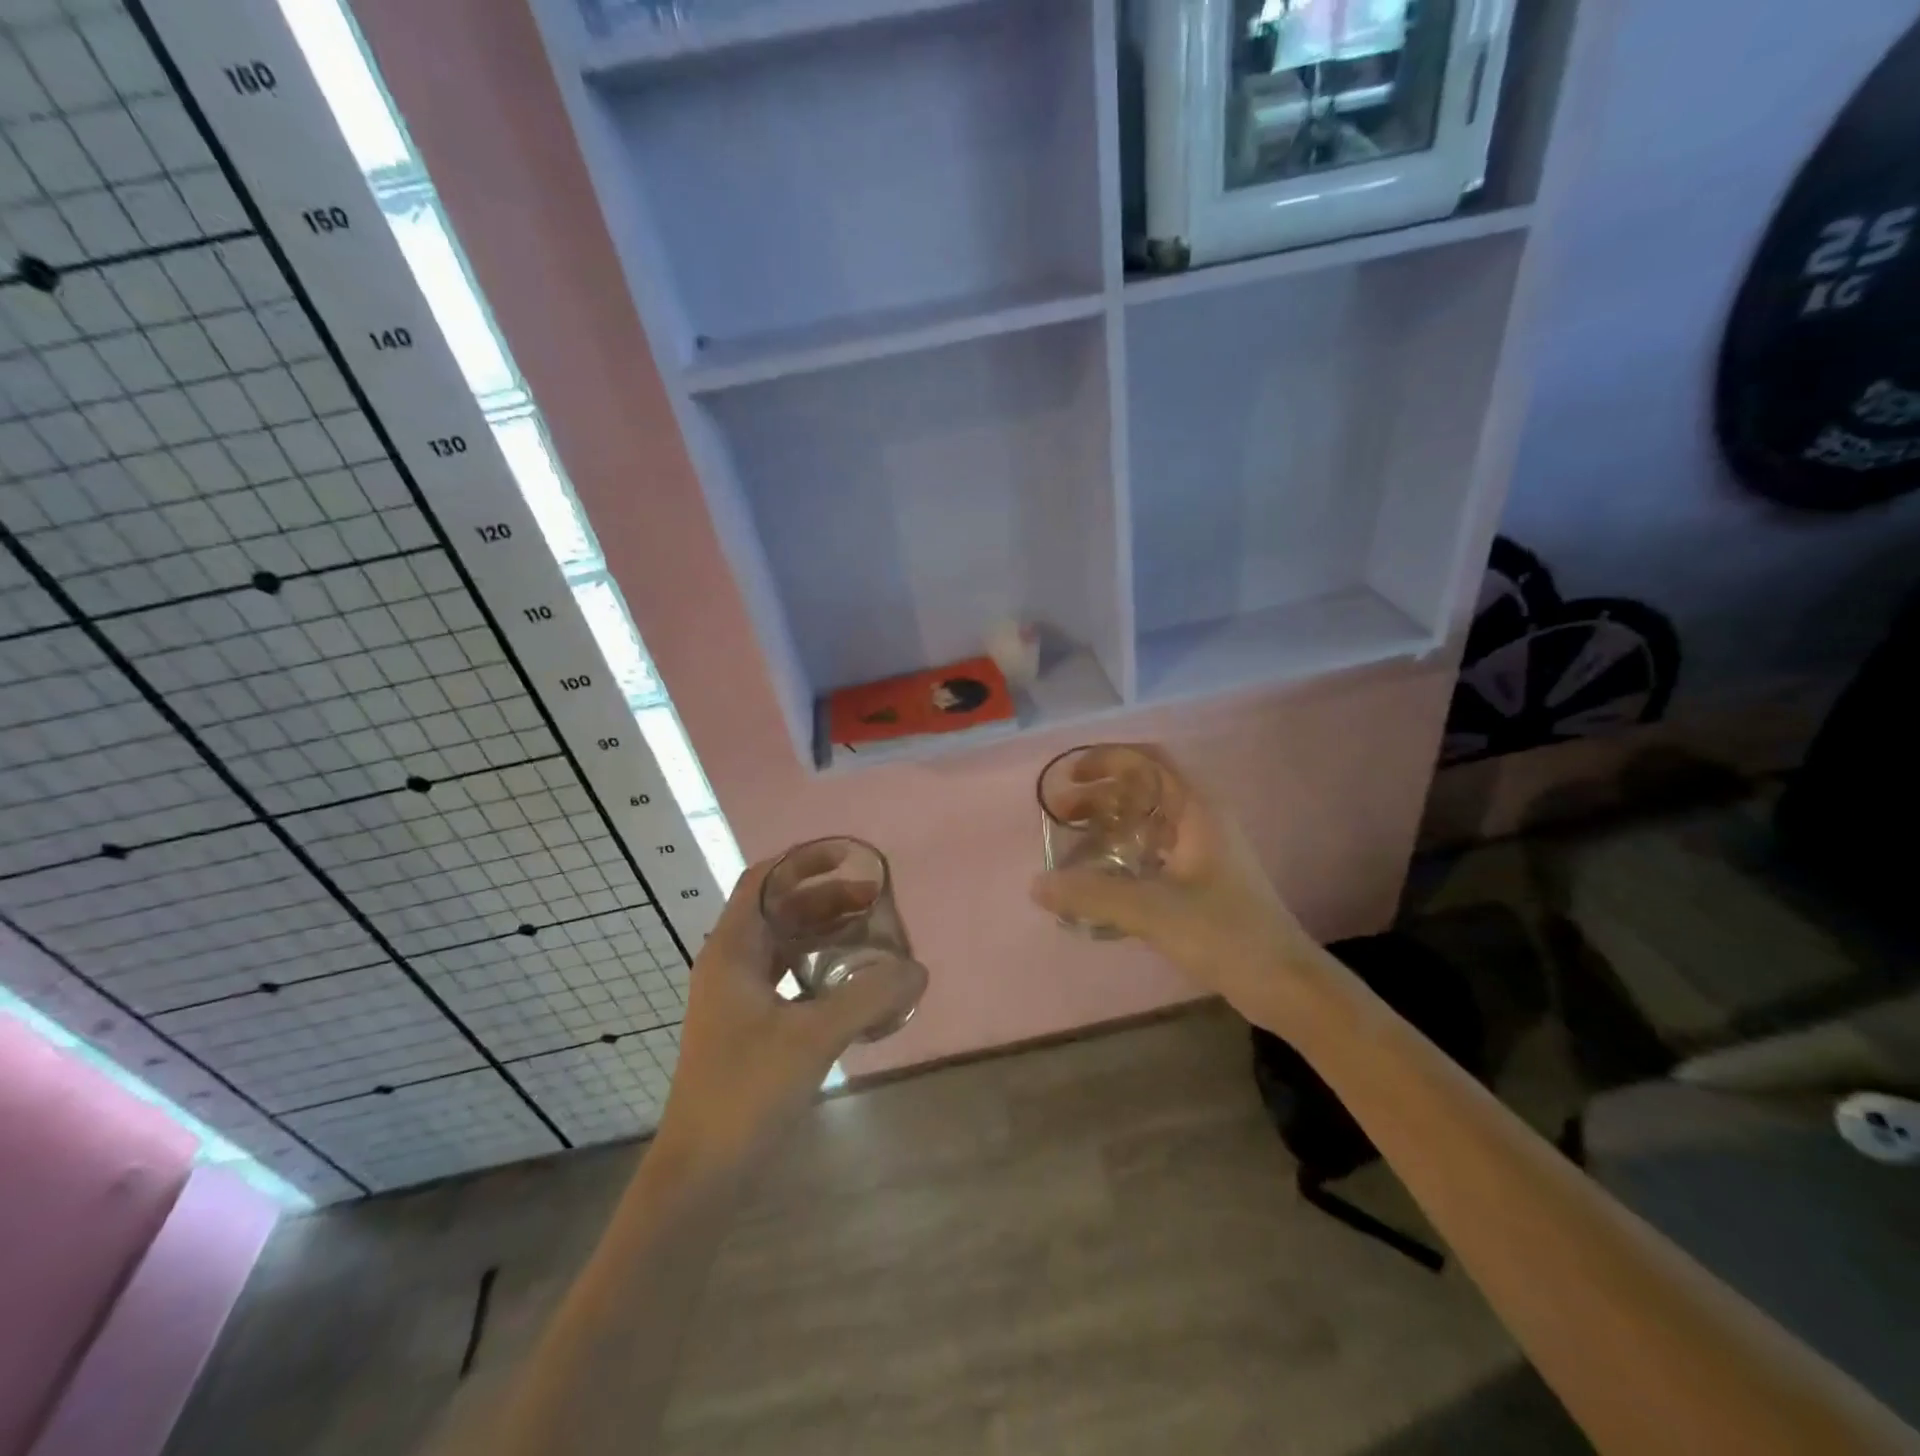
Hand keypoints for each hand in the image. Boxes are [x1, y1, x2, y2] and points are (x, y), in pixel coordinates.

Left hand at [655, 854, 918, 1171]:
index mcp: (732, 950)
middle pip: (779, 909)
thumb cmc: (746, 1091)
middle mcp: (729, 963)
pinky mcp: (747, 1024)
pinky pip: (787, 975)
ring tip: (870, 932)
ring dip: (823, 930)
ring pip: (784, 943)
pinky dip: (818, 965)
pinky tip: (851, 980)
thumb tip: (919, 970)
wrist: (700, 1173)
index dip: (804, 861)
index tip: (849, 857)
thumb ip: (869, 997)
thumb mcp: (814, 1037)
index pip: (764, 880)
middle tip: (875, 900)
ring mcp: (736, 995)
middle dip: (825, 897)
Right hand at [1029, 743, 1319, 1027]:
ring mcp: (1205, 850)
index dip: (1107, 758)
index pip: (1149, 760)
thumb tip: (1036, 885)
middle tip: (1062, 813)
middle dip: (1101, 793)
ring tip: (1074, 842)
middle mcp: (1202, 820)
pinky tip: (1102, 876)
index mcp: (1197, 809)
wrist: (1284, 982)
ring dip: (1111, 822)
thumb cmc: (1224, 932)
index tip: (1070, 776)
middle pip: (1145, 788)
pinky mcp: (1204, 880)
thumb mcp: (1152, 910)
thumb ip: (1092, 894)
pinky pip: (1155, 849)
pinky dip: (1125, 851)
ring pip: (1150, 820)